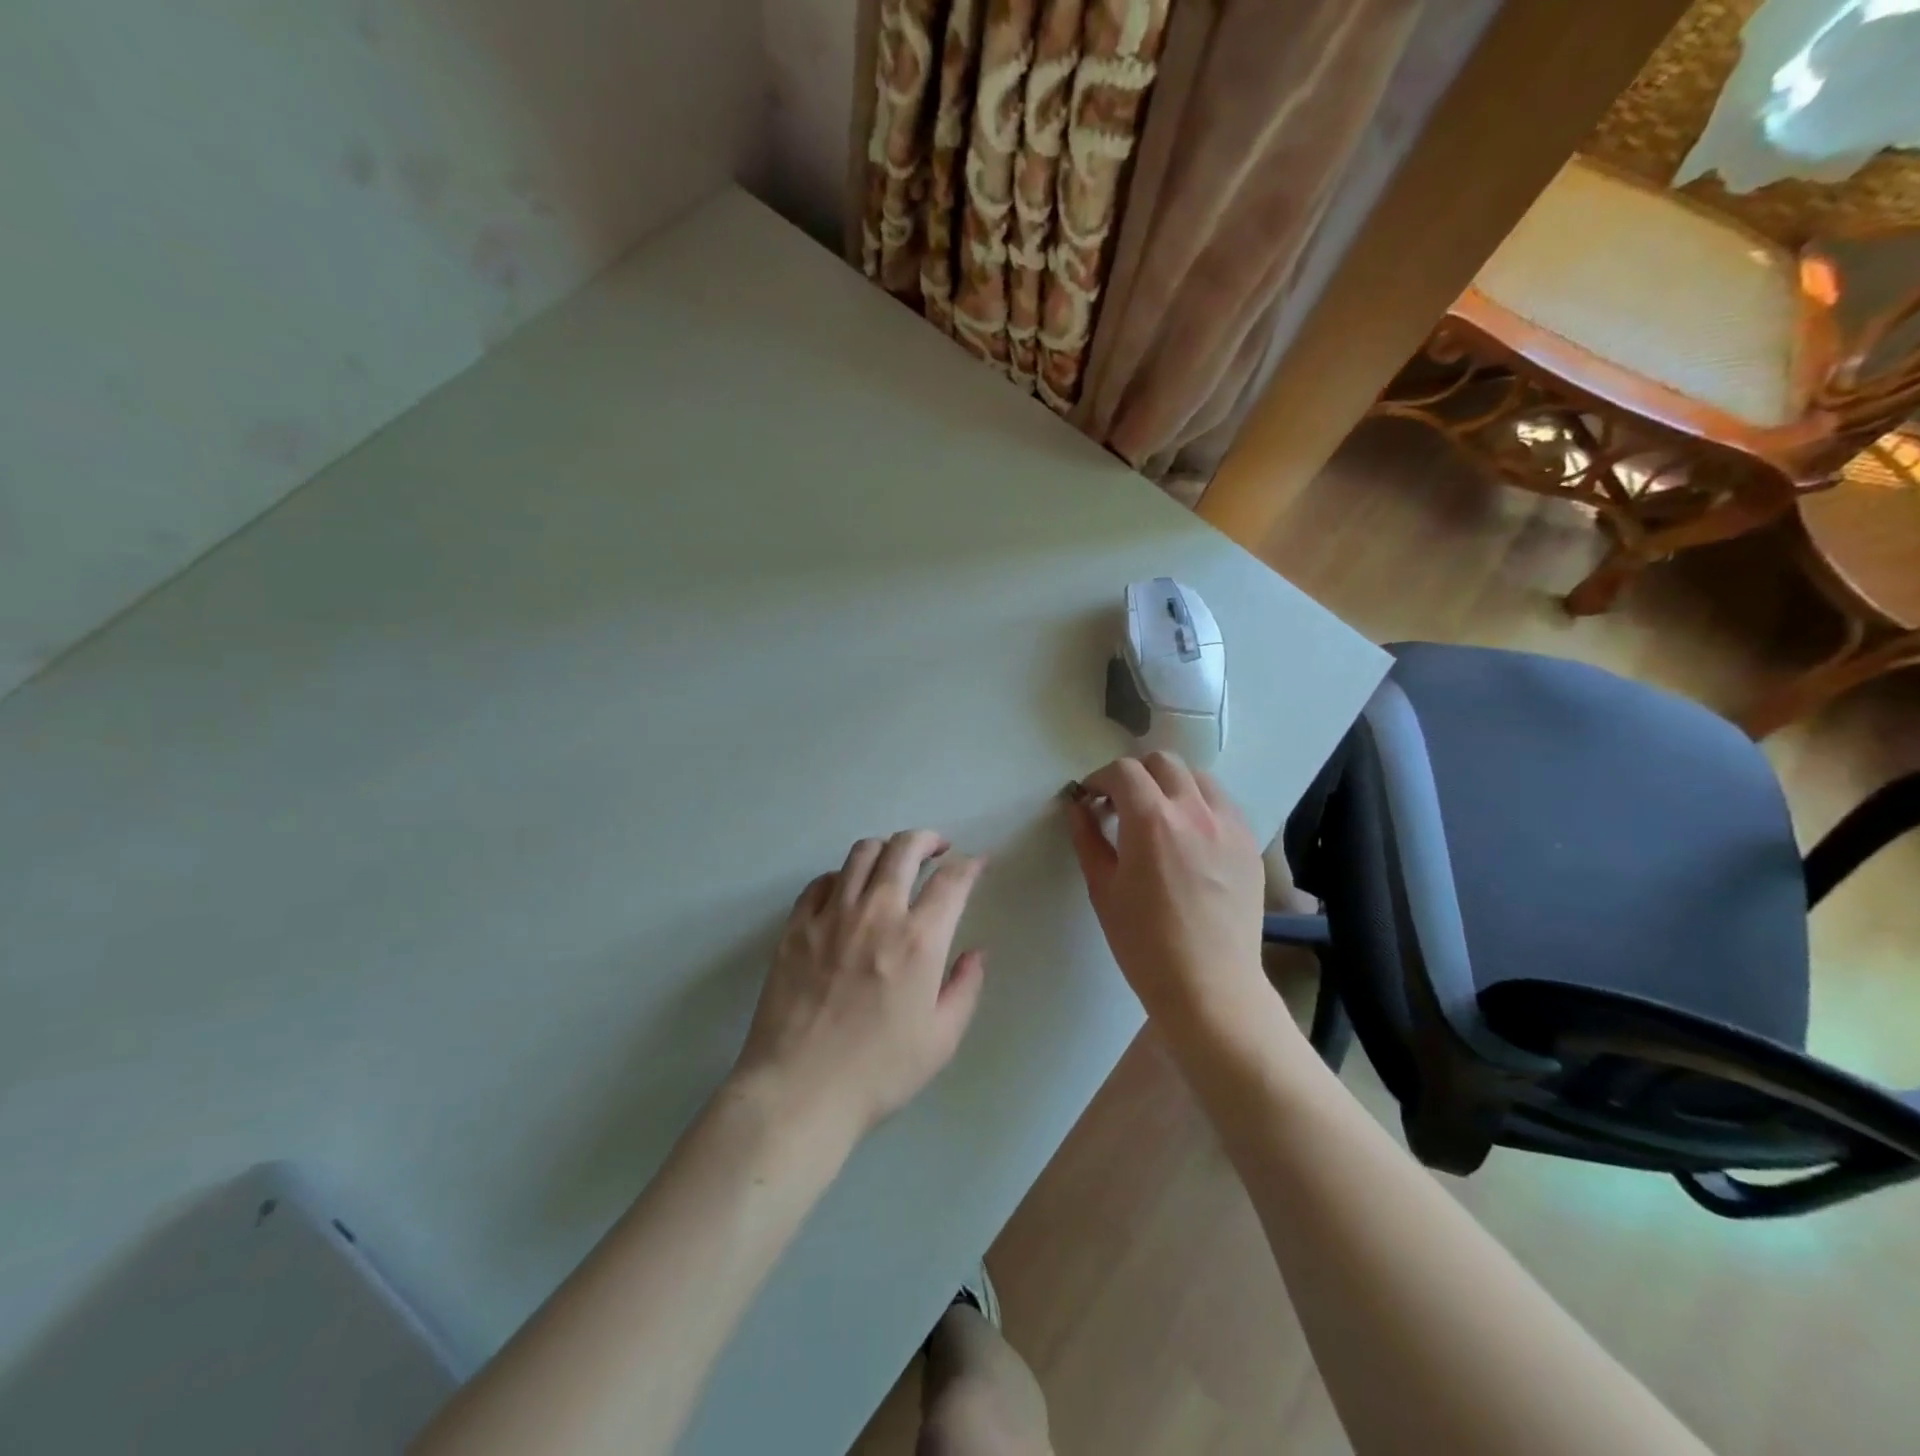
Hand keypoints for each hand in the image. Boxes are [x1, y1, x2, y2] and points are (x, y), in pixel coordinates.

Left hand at [732, 831, 987, 1141]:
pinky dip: (843, 876)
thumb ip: (965, 988)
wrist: (799, 1092)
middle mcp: (877, 913)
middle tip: (937, 848)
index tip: (977, 862)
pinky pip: (822, 882)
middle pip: (904, 848)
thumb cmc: (878, 1072)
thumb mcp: (941, 1039)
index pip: (952, 880)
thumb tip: (975, 953)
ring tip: (893, 863)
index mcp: (919, 939)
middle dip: (927, 839)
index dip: (970, 865)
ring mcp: (832, 915)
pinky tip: (848, 892)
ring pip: (861, 853)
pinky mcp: (796, 927)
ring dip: (885, 849)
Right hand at [1066, 753, 1267, 1032]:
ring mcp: (1229, 825)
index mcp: (1152, 820)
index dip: (1100, 778)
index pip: (1124, 771)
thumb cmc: (1144, 943)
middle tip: (1120, 804)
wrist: (1209, 986)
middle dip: (1135, 774)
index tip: (1090, 798)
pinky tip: (1189, 838)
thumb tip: (1078, 807)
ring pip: (1198, 778)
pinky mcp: (1249, 844)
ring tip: (1158, 816)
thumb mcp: (1103, 889)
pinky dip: (1200, 806)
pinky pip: (1222, 805)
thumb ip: (1088, 839)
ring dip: (1171, 784)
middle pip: (1163, 762)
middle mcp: (1194, 811)